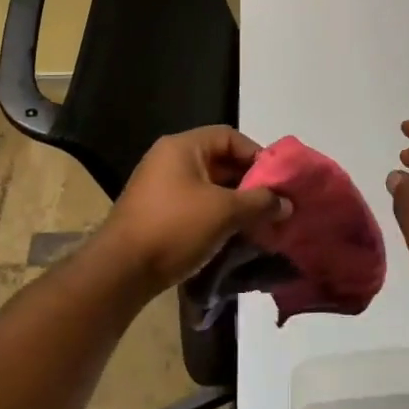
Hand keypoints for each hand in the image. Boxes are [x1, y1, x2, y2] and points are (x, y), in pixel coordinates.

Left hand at [96, 127, 290, 297]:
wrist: (121, 271)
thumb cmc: (174, 227)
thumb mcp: (224, 212)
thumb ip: (259, 203)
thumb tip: (287, 203)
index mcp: (182, 147)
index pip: (229, 137)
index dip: (256, 155)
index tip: (277, 180)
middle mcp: (169, 160)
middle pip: (220, 162)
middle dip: (249, 183)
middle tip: (274, 204)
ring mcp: (159, 187)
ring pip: (209, 187)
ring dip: (235, 203)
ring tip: (259, 223)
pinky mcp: (157, 214)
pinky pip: (195, 206)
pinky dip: (216, 216)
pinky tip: (233, 236)